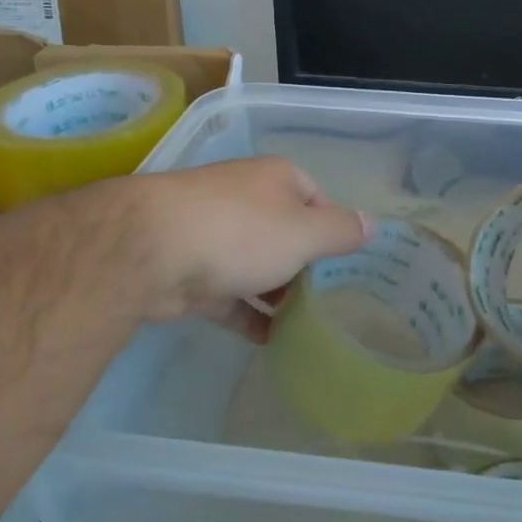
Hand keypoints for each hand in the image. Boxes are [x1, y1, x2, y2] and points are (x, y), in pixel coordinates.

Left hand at [108, 157, 371, 341]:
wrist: (150, 250)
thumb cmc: (242, 231)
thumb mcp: (305, 231)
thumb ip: (340, 231)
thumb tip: (371, 224)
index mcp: (276, 179)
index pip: (317, 198)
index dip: (335, 228)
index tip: (348, 264)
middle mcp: (246, 199)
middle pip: (286, 232)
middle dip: (306, 265)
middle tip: (333, 300)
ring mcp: (215, 235)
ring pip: (257, 265)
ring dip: (278, 293)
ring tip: (308, 325)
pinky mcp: (192, 272)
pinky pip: (231, 295)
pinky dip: (249, 315)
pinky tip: (272, 342)